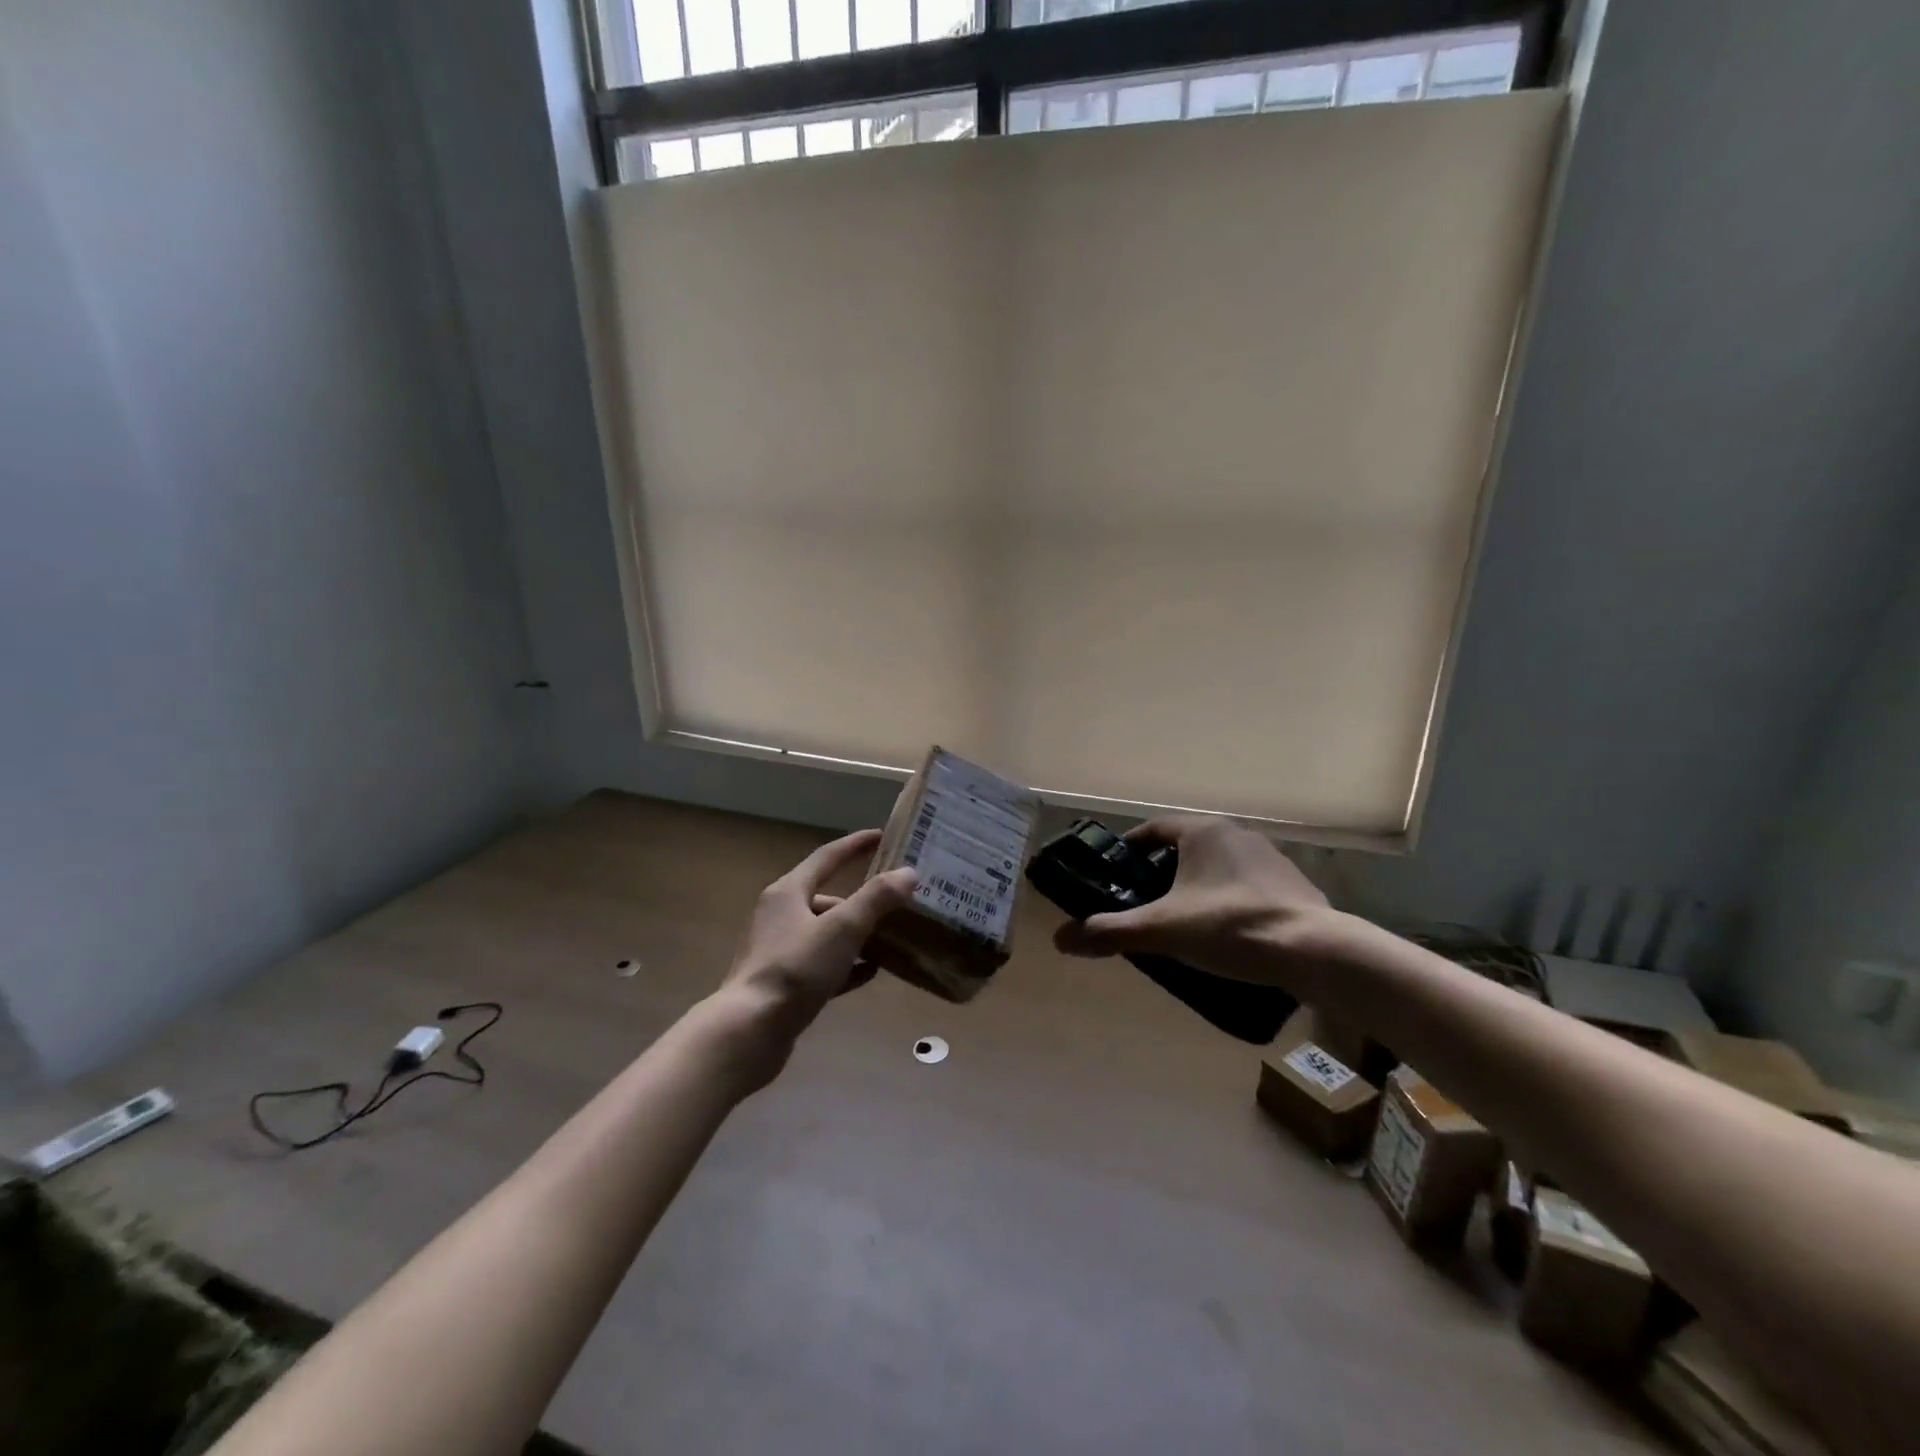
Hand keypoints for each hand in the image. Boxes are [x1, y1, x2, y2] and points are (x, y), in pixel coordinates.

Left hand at [710, 829, 914, 1088]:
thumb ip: (876, 899)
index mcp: (788, 892)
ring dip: (856, 934)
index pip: (827, 857)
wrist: (749, 1032)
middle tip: (896, 900)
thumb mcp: (842, 929)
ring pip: (825, 933)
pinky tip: (870, 972)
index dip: (855, 845)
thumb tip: (908, 873)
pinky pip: (821, 965)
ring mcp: (778, 951)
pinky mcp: (782, 983)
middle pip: (826, 897)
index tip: (882, 836)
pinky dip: (846, 964)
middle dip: (861, 899)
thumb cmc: (795, 970)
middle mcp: (779, 916)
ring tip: (891, 938)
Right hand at [1052, 816, 1331, 986]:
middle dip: (1162, 873)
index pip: (1153, 828)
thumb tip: (1061, 940)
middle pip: (1185, 847)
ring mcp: (1270, 857)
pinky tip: (1227, 934)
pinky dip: (1229, 901)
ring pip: (1218, 866)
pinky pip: (1247, 885)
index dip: (1130, 848)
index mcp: (1201, 831)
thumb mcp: (1161, 930)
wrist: (1314, 951)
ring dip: (1197, 886)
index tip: (1117, 874)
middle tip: (1145, 905)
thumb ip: (1110, 932)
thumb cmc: (1229, 926)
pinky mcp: (1294, 884)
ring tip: (1184, 923)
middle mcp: (1236, 833)